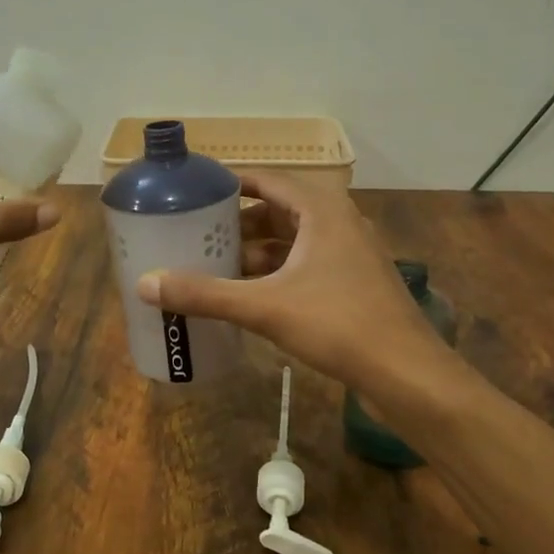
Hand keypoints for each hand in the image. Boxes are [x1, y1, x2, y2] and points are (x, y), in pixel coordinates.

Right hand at [135, 171, 447, 389]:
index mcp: (321, 210)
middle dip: (237, 223)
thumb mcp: (265, 307)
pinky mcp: (353, 283)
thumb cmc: (339, 324)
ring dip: (255, 251)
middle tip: (196, 234)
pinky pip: (304, 265)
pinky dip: (275, 273)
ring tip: (214, 265)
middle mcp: (337, 222)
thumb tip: (145, 283)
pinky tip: (249, 294)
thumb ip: (205, 294)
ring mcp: (349, 254)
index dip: (230, 183)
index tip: (195, 193)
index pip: (267, 180)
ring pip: (291, 241)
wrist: (408, 373)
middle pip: (277, 210)